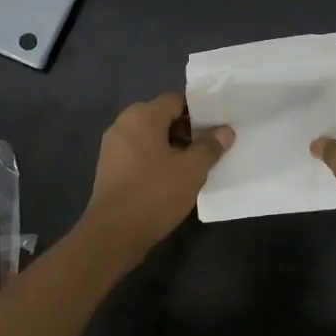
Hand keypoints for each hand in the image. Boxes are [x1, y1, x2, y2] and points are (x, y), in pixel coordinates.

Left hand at [83, 92, 232, 253]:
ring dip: (174, 146)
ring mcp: (113, 147)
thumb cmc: (154, 194)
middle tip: (212, 146)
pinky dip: (158, 159)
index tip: (219, 126)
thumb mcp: (191, 170)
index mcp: (141, 116)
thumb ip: (210, 146)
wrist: (113, 235)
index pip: (176, 100)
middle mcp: (123, 124)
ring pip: (152, 137)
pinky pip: (140, 153)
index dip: (201, 111)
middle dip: (189, 129)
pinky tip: (174, 177)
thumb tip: (225, 130)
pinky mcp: (110, 168)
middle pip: (163, 117)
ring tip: (197, 164)